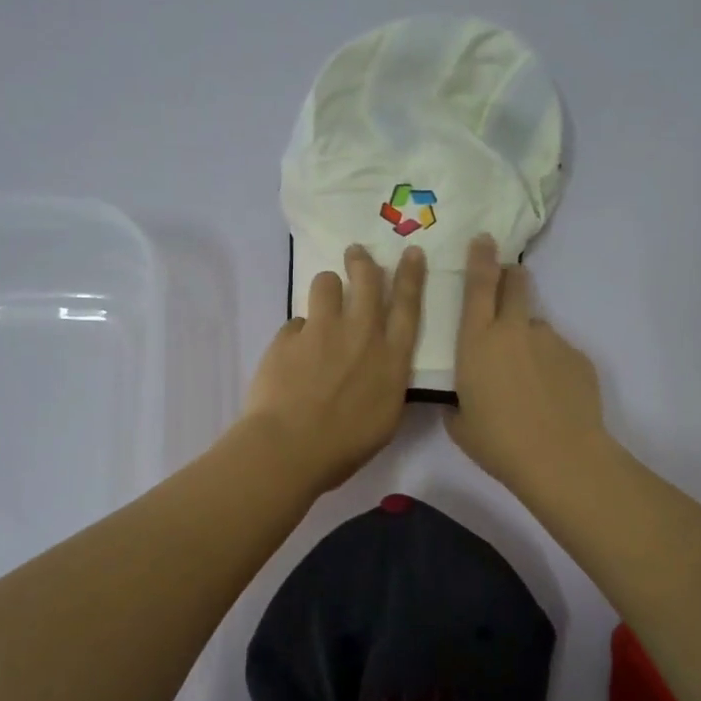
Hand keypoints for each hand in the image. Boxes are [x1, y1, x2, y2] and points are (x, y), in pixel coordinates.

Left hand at [241, 244, 425, 492]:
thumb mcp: (385, 419)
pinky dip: (297, 334)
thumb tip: (380, 368)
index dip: (411, 276)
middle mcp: (361, 335)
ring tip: (322, 299)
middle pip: (367, 281)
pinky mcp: (288, 337)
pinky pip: (295, 322)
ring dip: (327, 287)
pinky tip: (291, 354)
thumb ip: (386, 383)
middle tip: (356, 254)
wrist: (290, 448)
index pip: (408, 305)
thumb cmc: (345, 447)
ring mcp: (322, 331)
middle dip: (363, 262)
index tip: (411, 252)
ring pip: (326, 284)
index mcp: (391, 358)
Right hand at [447, 235, 608, 499]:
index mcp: (477, 341)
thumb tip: (464, 399)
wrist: (559, 457)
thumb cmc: (498, 442)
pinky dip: (552, 367)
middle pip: (516, 286)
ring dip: (530, 341)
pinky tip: (551, 397)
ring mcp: (551, 341)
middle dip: (512, 277)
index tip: (484, 239)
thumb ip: (458, 402)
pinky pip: (558, 354)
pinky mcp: (578, 358)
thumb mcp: (460, 423)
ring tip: (530, 380)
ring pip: (537, 328)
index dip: (481, 258)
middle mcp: (514, 331)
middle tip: (510, 280)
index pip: (478, 285)